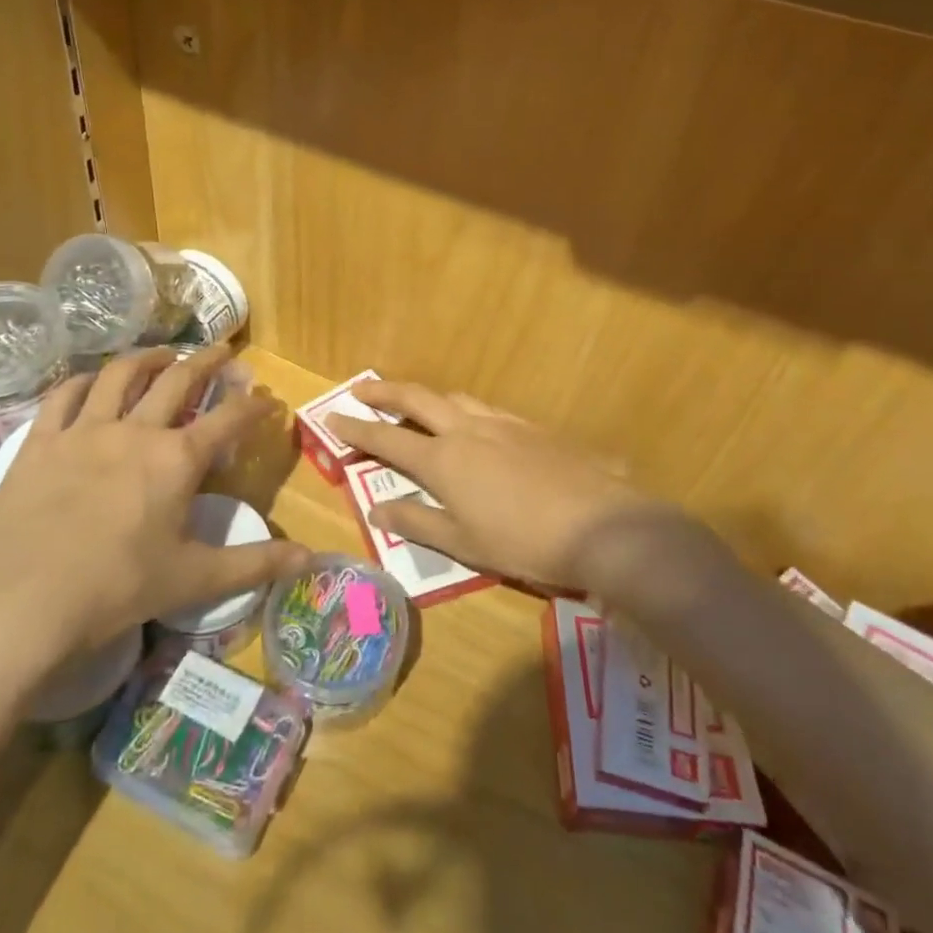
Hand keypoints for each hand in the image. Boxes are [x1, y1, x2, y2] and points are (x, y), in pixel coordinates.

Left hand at [0, 346, 308, 676]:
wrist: (26, 604)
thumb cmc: (119, 589)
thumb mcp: (195, 578)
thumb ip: (256, 563)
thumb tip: (313, 558)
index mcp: (177, 459)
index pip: (229, 418)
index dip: (253, 405)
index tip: (267, 399)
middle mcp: (135, 430)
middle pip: (178, 379)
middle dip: (207, 360)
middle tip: (221, 350)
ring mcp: (84, 430)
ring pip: (120, 374)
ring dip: (148, 357)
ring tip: (161, 354)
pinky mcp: (41, 441)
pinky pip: (63, 395)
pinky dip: (82, 381)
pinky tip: (90, 380)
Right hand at [324, 381, 665, 591]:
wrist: (601, 525)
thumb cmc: (523, 542)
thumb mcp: (463, 543)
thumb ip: (416, 521)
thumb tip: (375, 507)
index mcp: (443, 459)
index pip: (387, 438)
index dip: (356, 429)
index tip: (331, 418)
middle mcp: (467, 430)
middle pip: (417, 398)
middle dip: (384, 391)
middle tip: (361, 389)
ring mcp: (502, 423)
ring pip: (454, 397)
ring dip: (427, 397)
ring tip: (415, 406)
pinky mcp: (532, 427)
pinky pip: (487, 409)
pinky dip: (465, 410)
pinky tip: (474, 427)